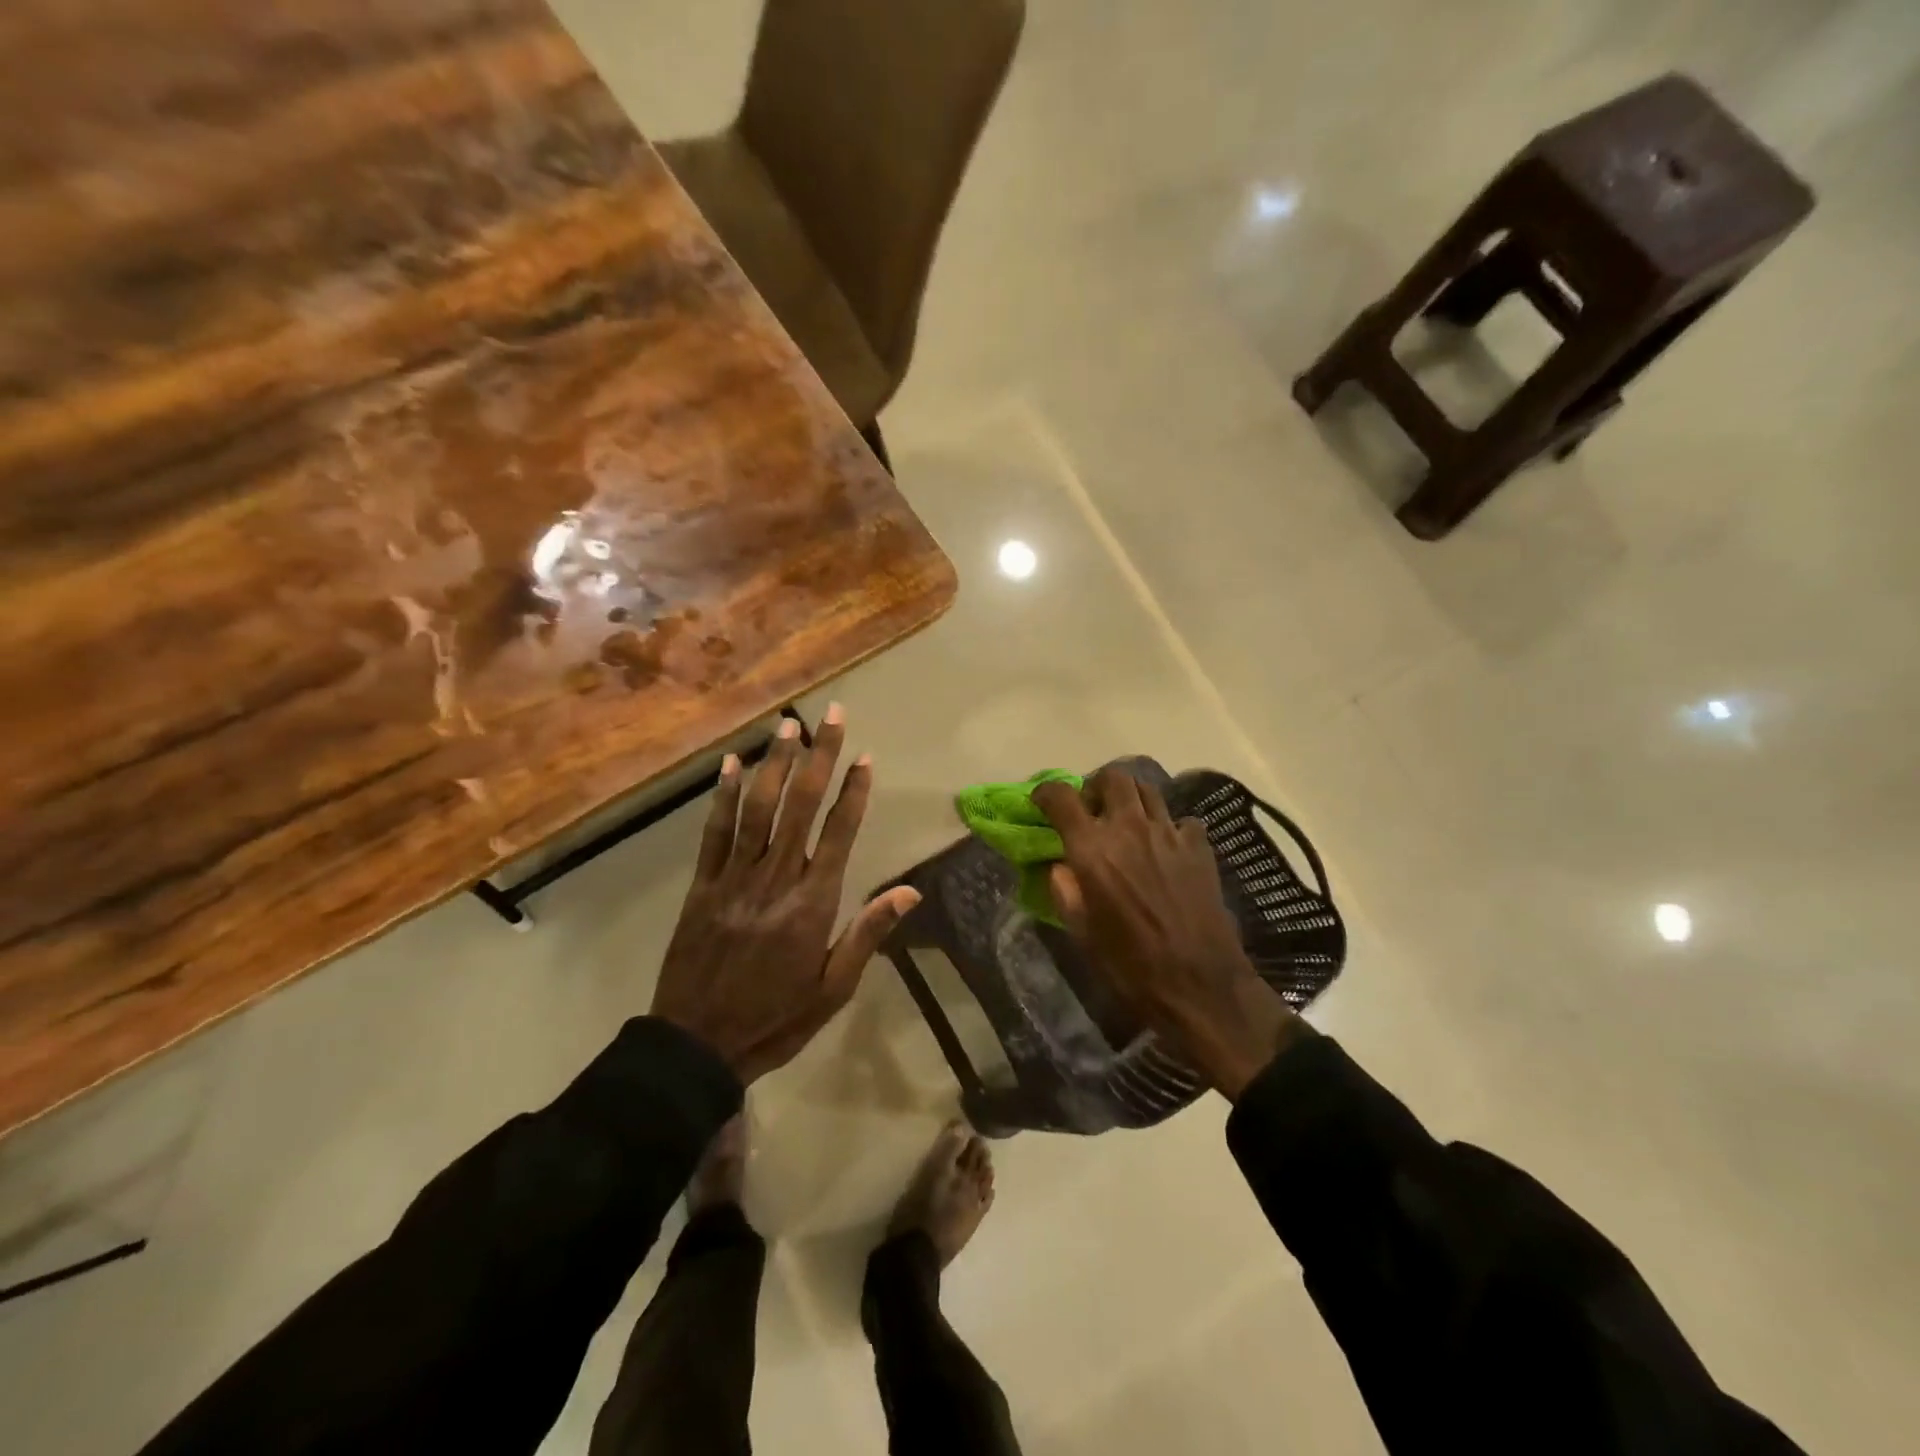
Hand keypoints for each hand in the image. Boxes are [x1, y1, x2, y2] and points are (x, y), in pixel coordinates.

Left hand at [652, 707, 918, 1083]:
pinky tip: (732, 764)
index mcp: (813, 903)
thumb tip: (910, 891)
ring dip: (776, 764)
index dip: (853, 791)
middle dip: (820, 757)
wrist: (697, 1045)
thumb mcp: (834, 989)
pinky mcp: (703, 885)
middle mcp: (776, 878)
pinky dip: (724, 795)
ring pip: (758, 809)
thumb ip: (868, 933)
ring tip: (790, 727)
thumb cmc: (776, 1019)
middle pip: (801, 806)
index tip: (864, 756)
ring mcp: (735, 878)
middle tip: (832, 716)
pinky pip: (715, 832)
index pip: (839, 832)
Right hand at [1032, 768, 1306, 1098]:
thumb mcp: (1081, 933)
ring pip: (1148, 790)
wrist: (1199, 985)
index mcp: (1093, 849)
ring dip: (1131, 799)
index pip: (1061, 796)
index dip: (1046, 792)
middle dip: (1096, 787)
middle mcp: (1129, 828)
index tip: (1041, 803)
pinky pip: (1181, 820)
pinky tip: (1166, 849)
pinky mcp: (1199, 847)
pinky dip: (1168, 827)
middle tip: (1092, 811)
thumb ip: (1065, 890)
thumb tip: (1059, 865)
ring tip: (1127, 824)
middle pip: (1113, 777)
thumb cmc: (1130, 966)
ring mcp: (1169, 834)